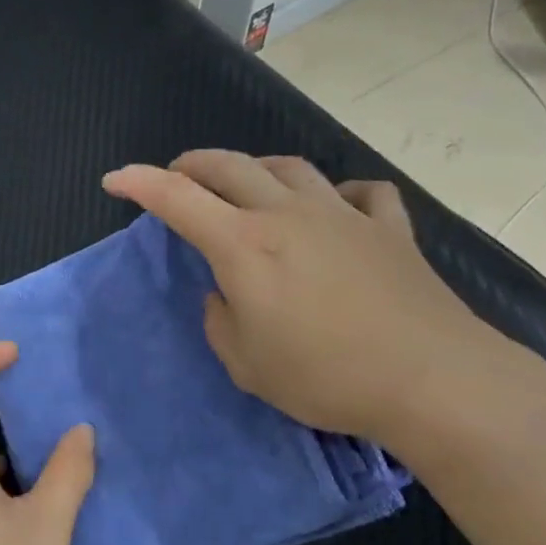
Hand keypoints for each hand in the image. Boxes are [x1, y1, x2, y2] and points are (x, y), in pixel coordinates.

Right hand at [102, 150, 522, 447]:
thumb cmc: (324, 376)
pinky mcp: (388, 228)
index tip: (114, 180)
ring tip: (245, 184)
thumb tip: (226, 293)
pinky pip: (359, 193)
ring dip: (255, 169)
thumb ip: (220, 320)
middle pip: (229, 166)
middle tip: (175, 176)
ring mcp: (342, 214)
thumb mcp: (245, 364)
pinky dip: (338, 194)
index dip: (139, 183)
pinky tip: (335, 208)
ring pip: (289, 168)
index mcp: (244, 245)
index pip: (177, 199)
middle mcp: (287, 214)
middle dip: (191, 165)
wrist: (431, 379)